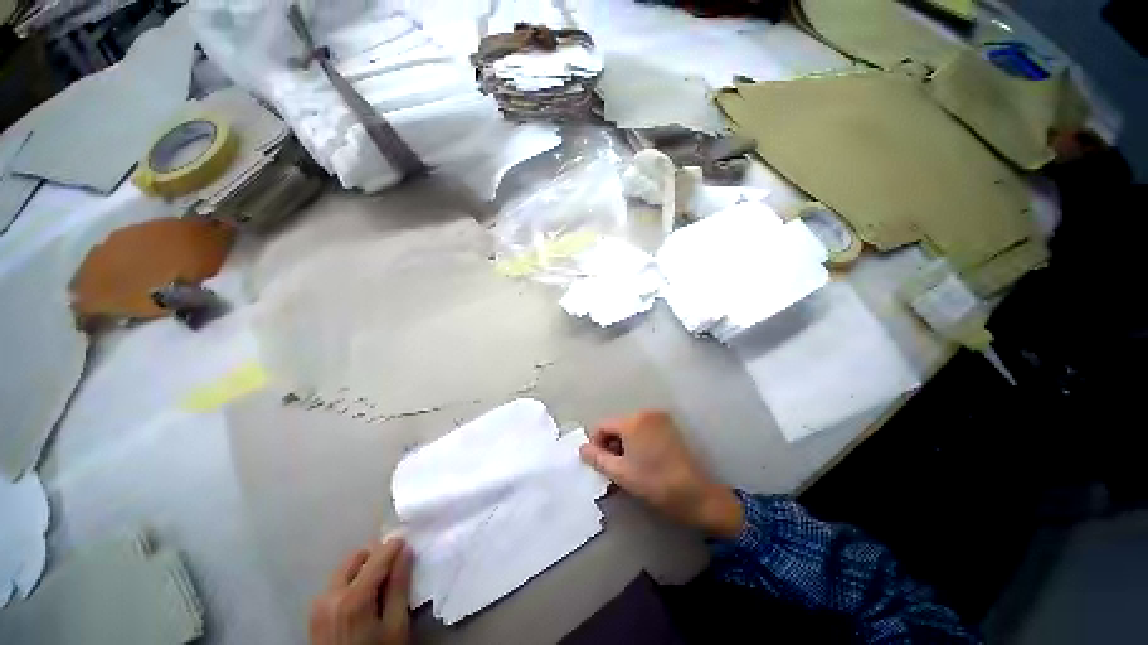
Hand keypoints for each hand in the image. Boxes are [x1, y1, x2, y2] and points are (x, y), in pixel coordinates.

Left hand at [310, 537, 413, 644]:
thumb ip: (399, 586)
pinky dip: (351, 583)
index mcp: (352, 597)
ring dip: (363, 570)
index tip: (407, 545)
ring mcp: (319, 604)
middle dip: (376, 558)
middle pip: (357, 557)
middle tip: (393, 571)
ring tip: (378, 588)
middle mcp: (330, 594)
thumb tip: (405, 552)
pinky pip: (336, 585)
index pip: (377, 556)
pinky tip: (362, 601)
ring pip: (345, 569)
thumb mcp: (396, 626)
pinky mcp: (314, 613)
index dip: (395, 547)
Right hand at [579, 410, 743, 538]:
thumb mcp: (621, 473)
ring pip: (630, 430)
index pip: (602, 426)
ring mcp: (660, 419)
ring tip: (627, 470)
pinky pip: (644, 431)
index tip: (600, 466)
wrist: (697, 495)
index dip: (596, 445)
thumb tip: (582, 448)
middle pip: (617, 426)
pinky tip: (642, 464)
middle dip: (611, 447)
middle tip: (613, 471)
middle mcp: (646, 413)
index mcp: (633, 420)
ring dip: (624, 447)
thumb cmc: (655, 483)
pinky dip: (637, 444)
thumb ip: (597, 459)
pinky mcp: (670, 428)